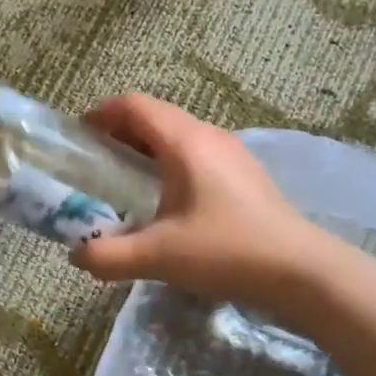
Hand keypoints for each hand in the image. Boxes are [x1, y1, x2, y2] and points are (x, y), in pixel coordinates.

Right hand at [70, 94, 322, 309]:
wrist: (300, 270)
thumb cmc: (224, 251)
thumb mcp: (157, 257)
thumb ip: (107, 255)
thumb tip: (76, 254)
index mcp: (184, 142)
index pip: (134, 105)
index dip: (101, 114)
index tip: (80, 136)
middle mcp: (209, 135)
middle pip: (156, 115)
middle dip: (120, 130)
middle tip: (96, 161)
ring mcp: (232, 152)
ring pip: (179, 133)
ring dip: (147, 146)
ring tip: (127, 178)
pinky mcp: (245, 172)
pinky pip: (198, 151)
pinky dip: (171, 160)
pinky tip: (169, 198)